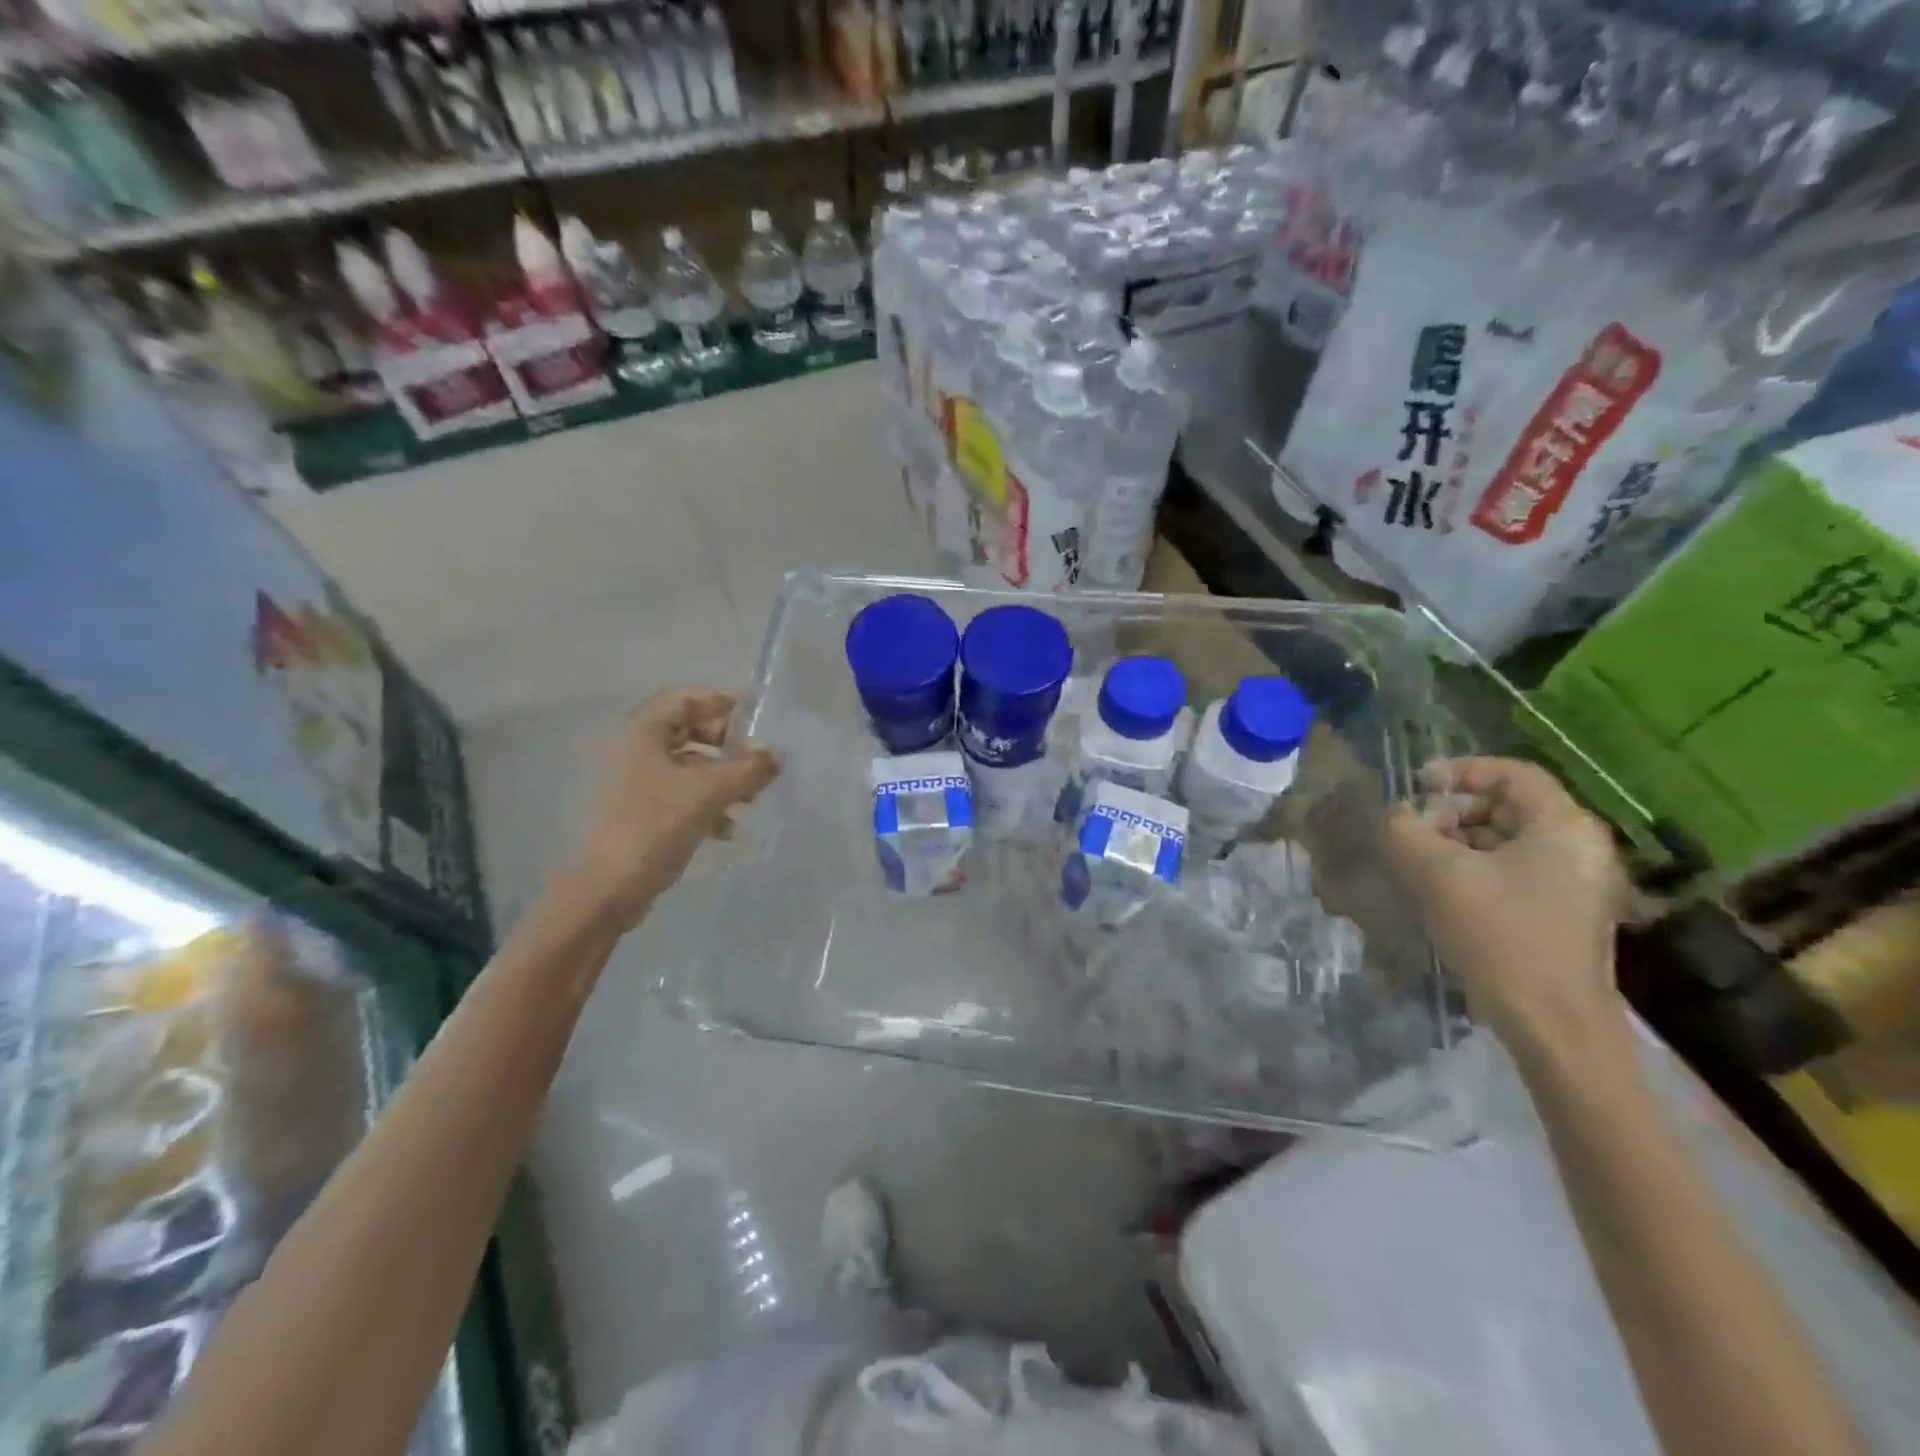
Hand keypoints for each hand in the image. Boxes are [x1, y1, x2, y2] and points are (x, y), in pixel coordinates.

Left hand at [572, 689, 779, 926]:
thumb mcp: (711, 792)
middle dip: (725, 744)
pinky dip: (706, 801)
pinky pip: (680, 792)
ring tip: (749, 799)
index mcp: (643, 732)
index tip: (754, 713)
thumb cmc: (657, 824)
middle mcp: (635, 750)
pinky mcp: (639, 810)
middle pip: (687, 730)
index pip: (685, 698)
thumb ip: (750, 768)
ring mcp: (634, 782)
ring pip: (687, 764)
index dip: (720, 701)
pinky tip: (726, 828)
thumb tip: (778, 755)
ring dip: (720, 775)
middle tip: (752, 757)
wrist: (609, 887)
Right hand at [1384, 757, 1624, 1049]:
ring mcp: (1579, 881)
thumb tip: (1399, 816)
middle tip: (1414, 832)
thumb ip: (1406, 831)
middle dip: (1454, 811)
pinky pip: (1517, 869)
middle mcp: (1581, 845)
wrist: (1552, 1024)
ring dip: (1460, 841)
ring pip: (1510, 839)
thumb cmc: (1499, 936)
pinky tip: (1445, 889)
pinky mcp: (1566, 911)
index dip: (1459, 771)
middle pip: (1509, 805)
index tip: (1415, 787)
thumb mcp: (1437, 874)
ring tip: (1422, 862)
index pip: (1511, 773)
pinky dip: (1478, 867)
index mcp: (1564, 825)